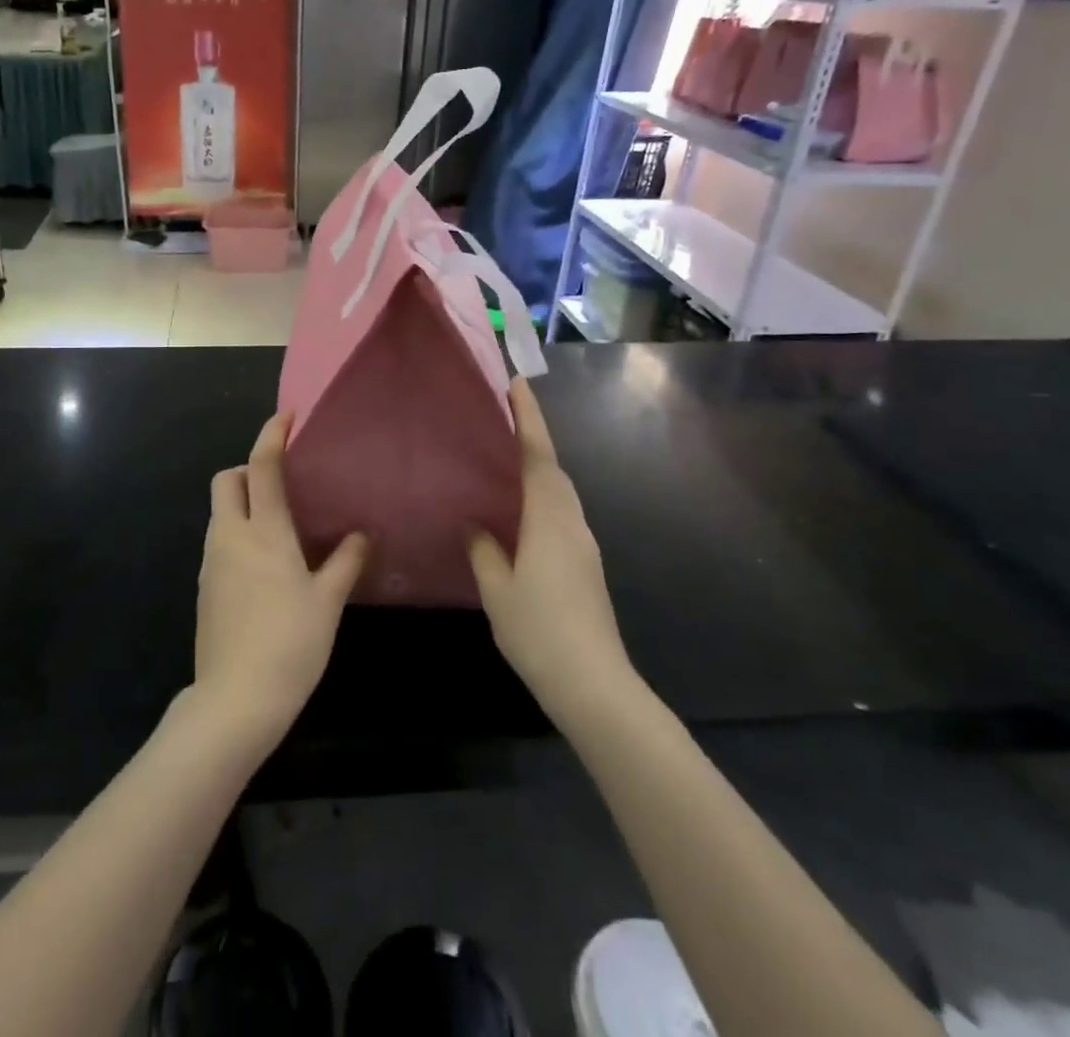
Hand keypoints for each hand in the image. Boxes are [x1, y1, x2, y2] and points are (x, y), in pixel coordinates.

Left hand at [192, 414, 367, 751]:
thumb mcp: (327, 602)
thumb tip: (362, 534)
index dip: (271, 435)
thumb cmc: (290, 644)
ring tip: (278, 525)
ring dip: (242, 503)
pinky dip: (236, 533)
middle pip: (225, 480)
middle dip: (247, 469)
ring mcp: (211, 562)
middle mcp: (230, 537)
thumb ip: (345, 561)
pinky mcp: (203, 587)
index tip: (286, 416)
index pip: (262, 467)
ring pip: (220, 512)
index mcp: (263, 532)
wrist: (235, 700)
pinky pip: (218, 541)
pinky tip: (263, 563)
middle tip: (281, 485)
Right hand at [467, 378, 637, 727]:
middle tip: (503, 414)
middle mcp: (571, 523)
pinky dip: (540, 495)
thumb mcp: (498, 590)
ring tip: (505, 456)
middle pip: (553, 468)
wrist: (594, 685)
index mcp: (549, 519)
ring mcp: (582, 544)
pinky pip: (559, 513)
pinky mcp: (584, 564)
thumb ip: (484, 550)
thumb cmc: (540, 632)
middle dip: (532, 436)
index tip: (516, 384)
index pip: (538, 456)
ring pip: (559, 492)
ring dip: (537, 466)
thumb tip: (474, 523)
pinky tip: (519, 510)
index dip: (528, 418)